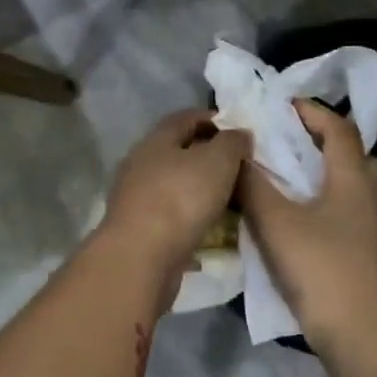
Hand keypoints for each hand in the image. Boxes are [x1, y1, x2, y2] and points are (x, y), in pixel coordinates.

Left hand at [101, 109, 249, 279]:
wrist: (142, 257)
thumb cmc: (181, 199)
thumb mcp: (218, 161)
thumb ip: (232, 142)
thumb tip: (239, 135)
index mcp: (155, 141)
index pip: (185, 118)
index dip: (214, 120)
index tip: (240, 133)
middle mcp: (140, 165)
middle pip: (178, 152)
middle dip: (208, 157)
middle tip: (239, 168)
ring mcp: (136, 199)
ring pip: (174, 185)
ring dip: (199, 189)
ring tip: (229, 199)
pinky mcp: (139, 230)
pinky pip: (171, 215)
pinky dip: (191, 216)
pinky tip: (209, 227)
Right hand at [239, 100, 376, 349]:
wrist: (357, 329)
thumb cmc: (318, 266)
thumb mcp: (274, 222)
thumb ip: (252, 184)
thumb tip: (237, 154)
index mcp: (353, 178)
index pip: (339, 128)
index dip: (312, 112)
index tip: (283, 107)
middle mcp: (372, 195)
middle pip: (354, 155)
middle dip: (323, 144)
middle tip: (289, 147)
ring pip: (354, 187)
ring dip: (326, 177)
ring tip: (291, 185)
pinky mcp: (372, 253)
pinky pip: (351, 213)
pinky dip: (329, 205)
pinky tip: (304, 224)